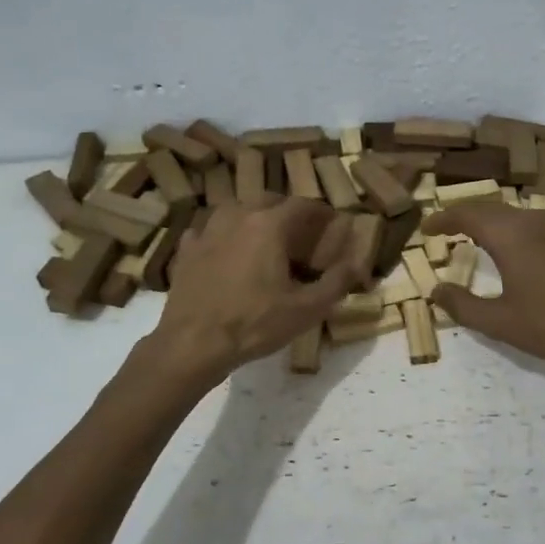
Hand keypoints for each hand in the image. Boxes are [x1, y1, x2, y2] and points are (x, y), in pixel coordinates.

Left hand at [149, 199, 364, 382]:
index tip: (333, 223)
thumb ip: (337, 282)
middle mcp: (237, 216)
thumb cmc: (255, 324)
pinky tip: (225, 251)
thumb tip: (358, 262)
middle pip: (268, 200)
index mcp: (269, 225)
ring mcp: (207, 230)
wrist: (193, 344)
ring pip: (236, 209)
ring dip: (253, 217)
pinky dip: (222, 234)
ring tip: (263, 238)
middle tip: (300, 233)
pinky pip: (208, 230)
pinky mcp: (186, 249)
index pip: (303, 204)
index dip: (322, 211)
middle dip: (288, 212)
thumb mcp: (307, 309)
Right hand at [425, 202, 544, 370]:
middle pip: (489, 208)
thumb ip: (463, 306)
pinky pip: (531, 222)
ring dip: (488, 220)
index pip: (467, 214)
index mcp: (510, 235)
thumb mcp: (501, 322)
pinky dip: (510, 228)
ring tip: (473, 236)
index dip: (443, 219)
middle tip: (444, 229)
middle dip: (463, 215)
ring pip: (512, 213)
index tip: (426, 228)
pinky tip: (511, 248)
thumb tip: (437, 291)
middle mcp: (532, 222)